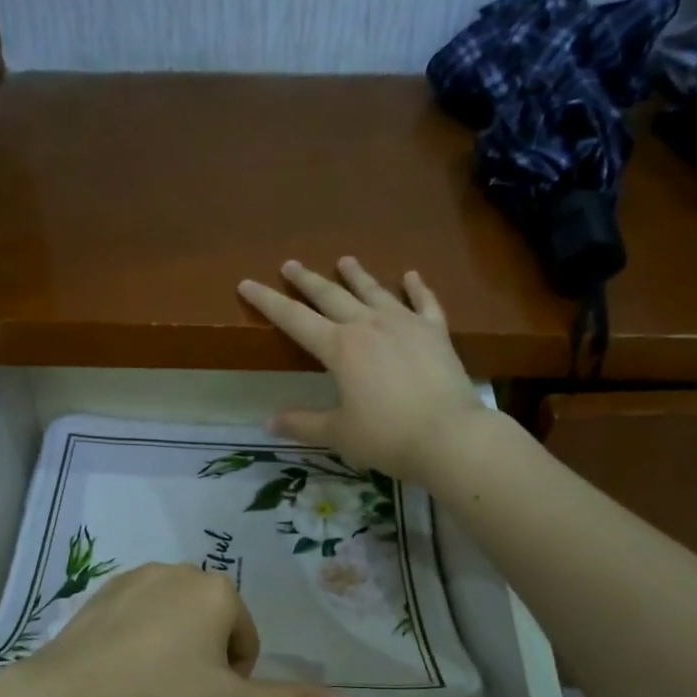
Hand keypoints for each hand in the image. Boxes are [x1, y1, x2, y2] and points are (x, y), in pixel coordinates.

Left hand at [0, 563, 350, 696]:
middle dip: (205, 657)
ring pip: (178, 614)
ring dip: (175, 643)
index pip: (246, 639)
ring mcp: (141, 573)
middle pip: (213, 622)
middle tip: (178, 694)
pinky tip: (123, 663)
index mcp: (219, 590)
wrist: (73, 693)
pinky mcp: (107, 584)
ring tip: (150, 681)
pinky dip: (142, 632)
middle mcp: (184, 569)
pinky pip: (142, 609)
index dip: (232, 678)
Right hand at [238, 257, 490, 484]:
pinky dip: (417, 288)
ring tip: (344, 260)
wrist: (450, 436)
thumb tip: (268, 423)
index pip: (294, 319)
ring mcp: (405, 324)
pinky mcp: (436, 332)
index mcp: (340, 348)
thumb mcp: (338, 433)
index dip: (267, 301)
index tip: (246, 283)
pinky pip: (424, 303)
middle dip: (307, 280)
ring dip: (356, 275)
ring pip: (374, 291)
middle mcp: (369, 325)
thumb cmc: (387, 437)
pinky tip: (411, 275)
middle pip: (331, 295)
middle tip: (291, 264)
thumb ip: (303, 424)